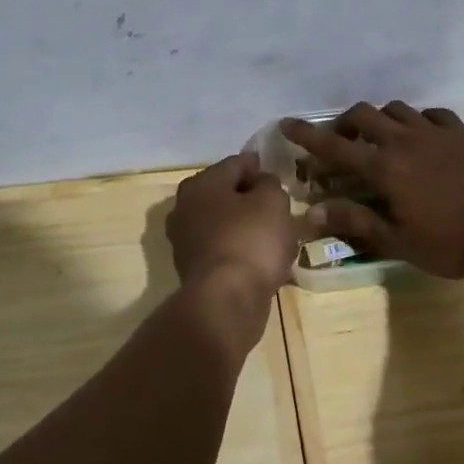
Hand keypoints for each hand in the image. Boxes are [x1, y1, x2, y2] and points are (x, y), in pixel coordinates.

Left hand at [165, 152, 297, 301]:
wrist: (227, 299)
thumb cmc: (250, 239)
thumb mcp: (272, 201)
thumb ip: (269, 184)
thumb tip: (261, 183)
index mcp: (201, 183)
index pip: (236, 164)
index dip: (259, 166)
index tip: (278, 174)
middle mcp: (184, 207)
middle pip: (225, 193)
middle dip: (250, 197)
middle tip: (277, 204)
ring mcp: (185, 240)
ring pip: (223, 222)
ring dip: (245, 224)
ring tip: (274, 232)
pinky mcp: (193, 269)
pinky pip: (223, 248)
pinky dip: (240, 248)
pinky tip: (261, 256)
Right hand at [280, 103, 463, 278]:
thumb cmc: (453, 243)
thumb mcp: (399, 241)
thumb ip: (356, 222)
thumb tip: (313, 212)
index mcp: (384, 168)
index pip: (335, 146)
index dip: (308, 134)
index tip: (287, 123)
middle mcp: (405, 141)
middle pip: (364, 114)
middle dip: (344, 121)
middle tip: (340, 138)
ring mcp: (437, 132)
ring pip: (398, 109)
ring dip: (381, 118)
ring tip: (381, 137)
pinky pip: (432, 114)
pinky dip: (418, 120)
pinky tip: (423, 135)